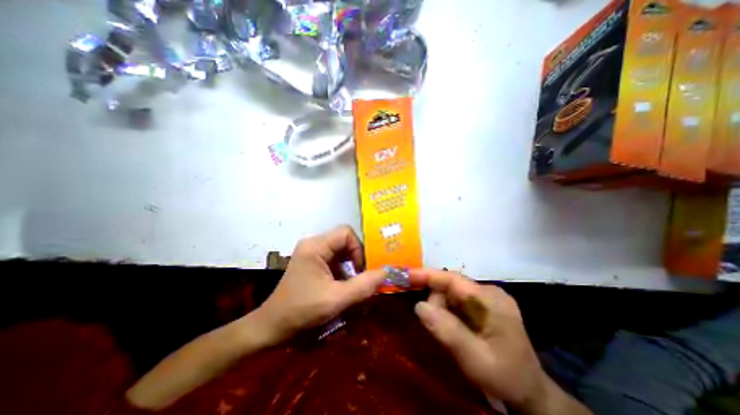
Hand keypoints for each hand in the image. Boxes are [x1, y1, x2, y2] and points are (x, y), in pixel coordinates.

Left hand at [257, 226, 387, 342]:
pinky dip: (344, 270)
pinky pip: (335, 259)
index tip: (362, 270)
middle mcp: (313, 244)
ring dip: (350, 266)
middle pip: (344, 241)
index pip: (346, 233)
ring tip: (354, 283)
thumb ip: (363, 285)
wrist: (272, 327)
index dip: (358, 249)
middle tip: (362, 277)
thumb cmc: (301, 311)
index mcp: (315, 246)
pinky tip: (343, 286)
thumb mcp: (336, 299)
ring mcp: (312, 253)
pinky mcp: (312, 262)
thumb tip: (386, 272)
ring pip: (341, 250)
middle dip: (356, 258)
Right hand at [411, 270, 547, 411]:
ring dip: (442, 309)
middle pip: (450, 287)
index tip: (406, 275)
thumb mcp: (474, 358)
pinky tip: (453, 327)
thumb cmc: (504, 376)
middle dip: (436, 302)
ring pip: (453, 294)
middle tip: (433, 326)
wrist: (531, 392)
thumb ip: (447, 331)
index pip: (452, 279)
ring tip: (448, 333)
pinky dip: (448, 311)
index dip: (427, 275)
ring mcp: (488, 298)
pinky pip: (458, 301)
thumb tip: (419, 306)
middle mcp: (489, 292)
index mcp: (490, 299)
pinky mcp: (485, 305)